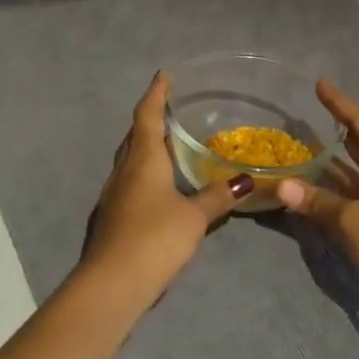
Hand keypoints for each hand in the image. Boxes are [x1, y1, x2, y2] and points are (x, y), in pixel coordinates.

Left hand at [79, 72, 252, 302]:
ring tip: (170, 143)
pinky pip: (130, 179)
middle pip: (135, 134)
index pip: (147, 115)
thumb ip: (218, 197)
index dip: (156, 93)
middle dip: (151, 118)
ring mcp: (114, 193)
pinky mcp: (113, 215)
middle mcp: (124, 169)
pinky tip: (160, 184)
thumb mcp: (194, 217)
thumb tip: (245, 180)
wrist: (112, 283)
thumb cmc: (155, 238)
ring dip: (147, 145)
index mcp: (143, 159)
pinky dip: (145, 171)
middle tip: (172, 108)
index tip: (164, 75)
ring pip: (131, 158)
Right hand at [277, 82, 358, 317]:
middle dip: (337, 130)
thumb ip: (316, 201)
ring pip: (358, 172)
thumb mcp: (352, 219)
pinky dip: (336, 190)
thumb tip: (281, 187)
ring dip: (334, 163)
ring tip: (303, 148)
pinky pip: (357, 195)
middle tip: (309, 114)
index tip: (320, 84)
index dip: (339, 104)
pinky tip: (313, 189)